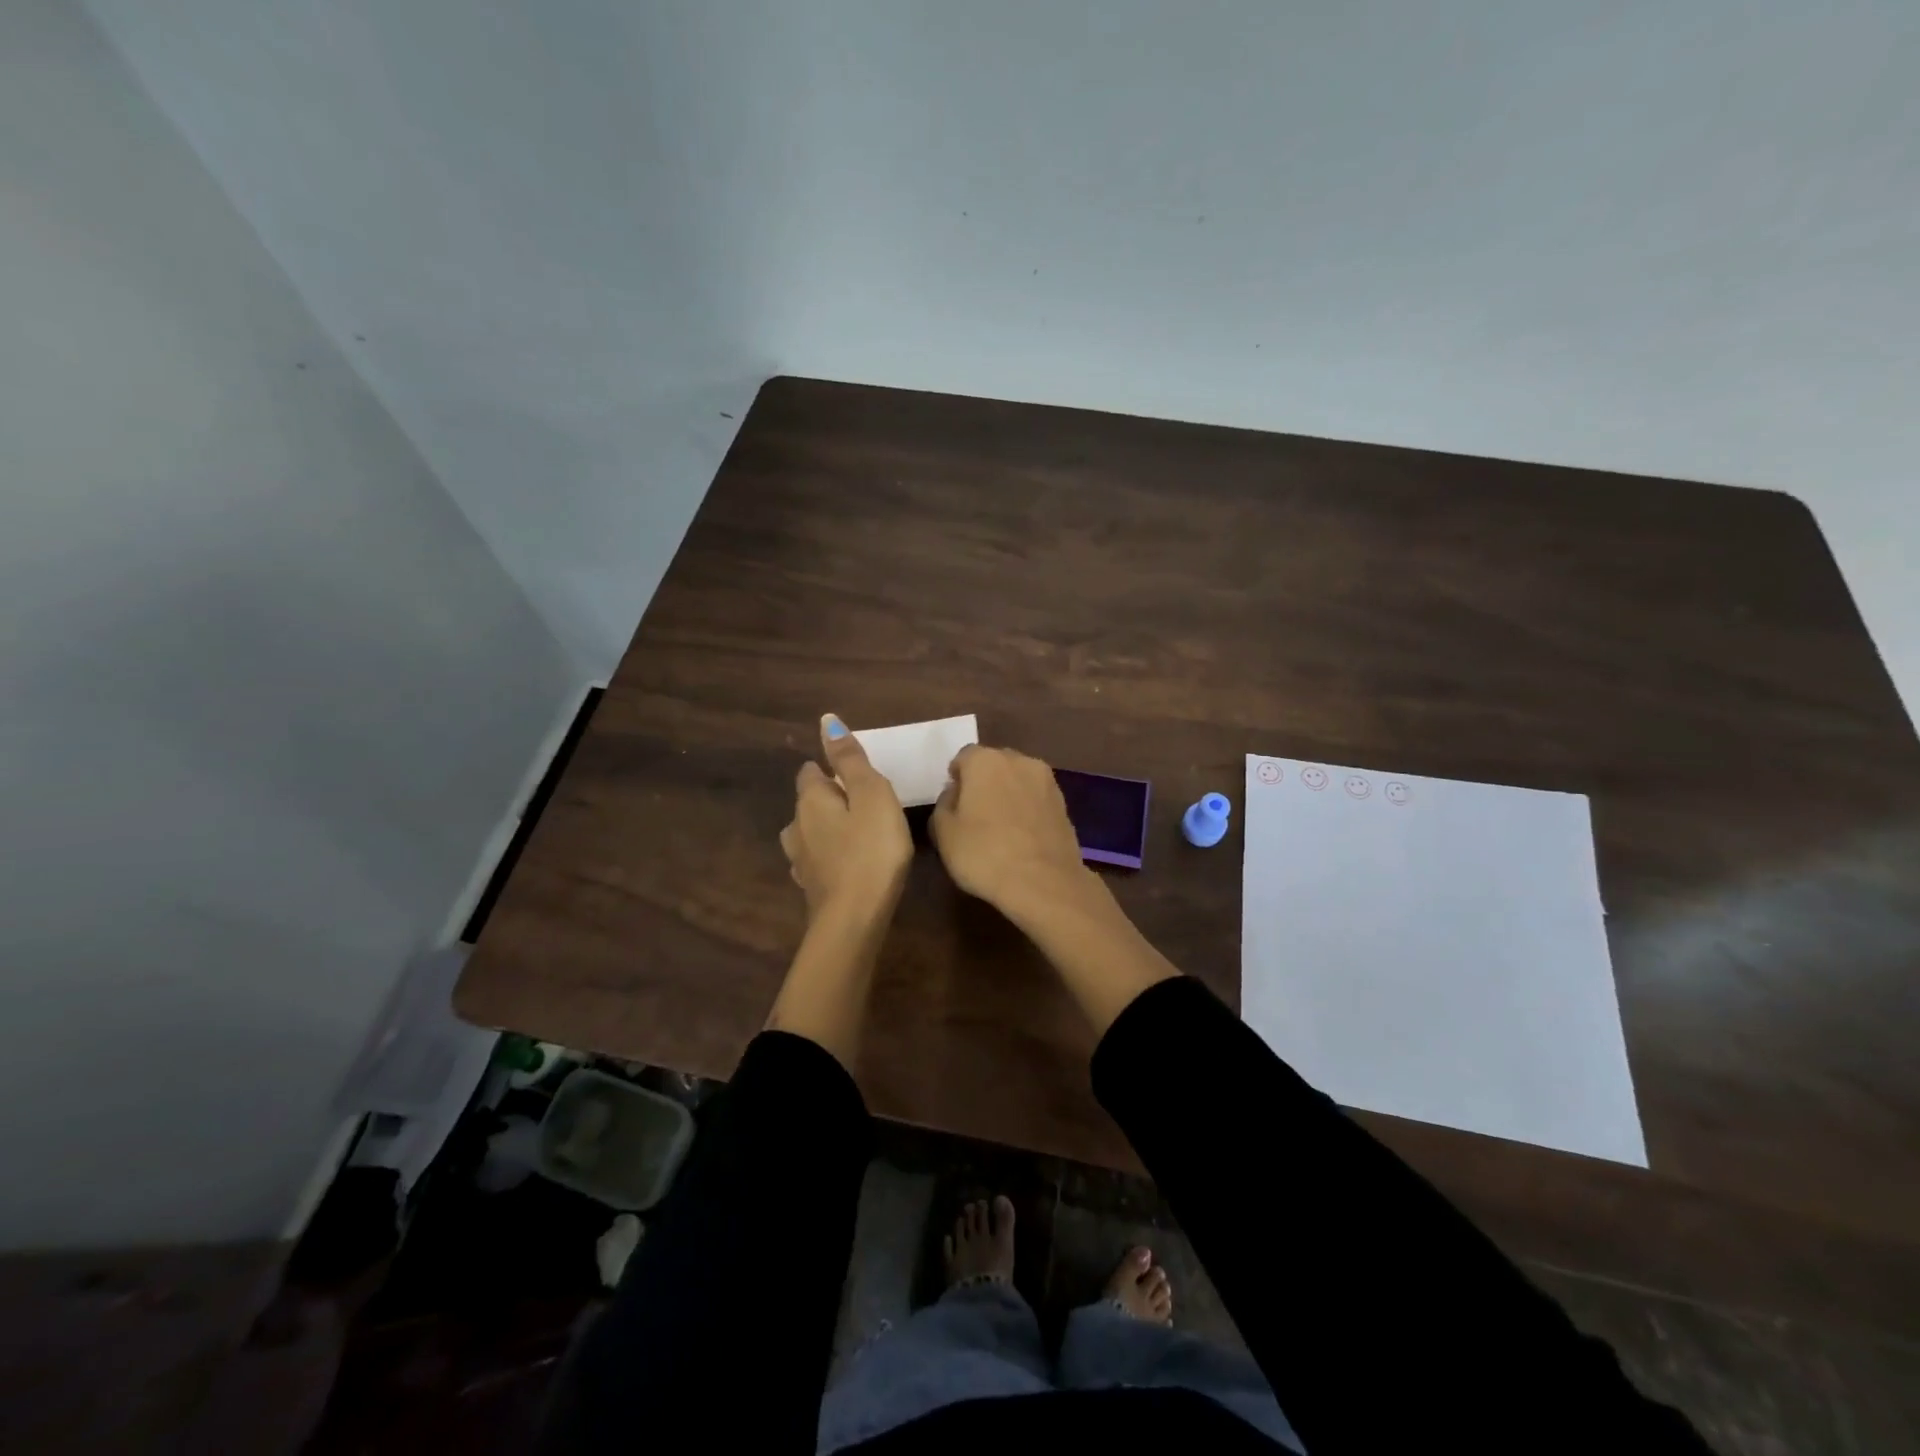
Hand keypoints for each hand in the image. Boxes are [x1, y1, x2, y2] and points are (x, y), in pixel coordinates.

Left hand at [780, 714, 912, 919]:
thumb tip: (826, 721)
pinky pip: (816, 861)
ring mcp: (801, 860)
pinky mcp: (811, 888)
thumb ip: (851, 759)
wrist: (854, 918)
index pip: (810, 772)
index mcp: (811, 800)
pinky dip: (826, 856)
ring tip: (850, 831)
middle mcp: (797, 826)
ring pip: (807, 833)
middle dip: (826, 797)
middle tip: (859, 800)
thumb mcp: (871, 795)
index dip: (828, 768)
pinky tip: (841, 864)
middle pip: (807, 803)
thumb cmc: (871, 849)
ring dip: (823, 828)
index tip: (852, 773)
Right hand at [930, 745, 1088, 912]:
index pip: (964, 757)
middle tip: (974, 813)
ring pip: (1018, 779)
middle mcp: (1018, 760)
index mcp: (985, 760)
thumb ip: (944, 804)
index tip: (953, 803)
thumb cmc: (984, 854)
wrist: (1044, 883)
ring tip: (1000, 826)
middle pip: (994, 764)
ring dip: (1008, 794)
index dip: (956, 778)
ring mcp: (1046, 781)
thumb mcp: (943, 833)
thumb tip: (955, 793)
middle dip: (983, 782)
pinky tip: (1021, 835)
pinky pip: (1036, 798)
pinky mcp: (1064, 803)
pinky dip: (1027, 808)